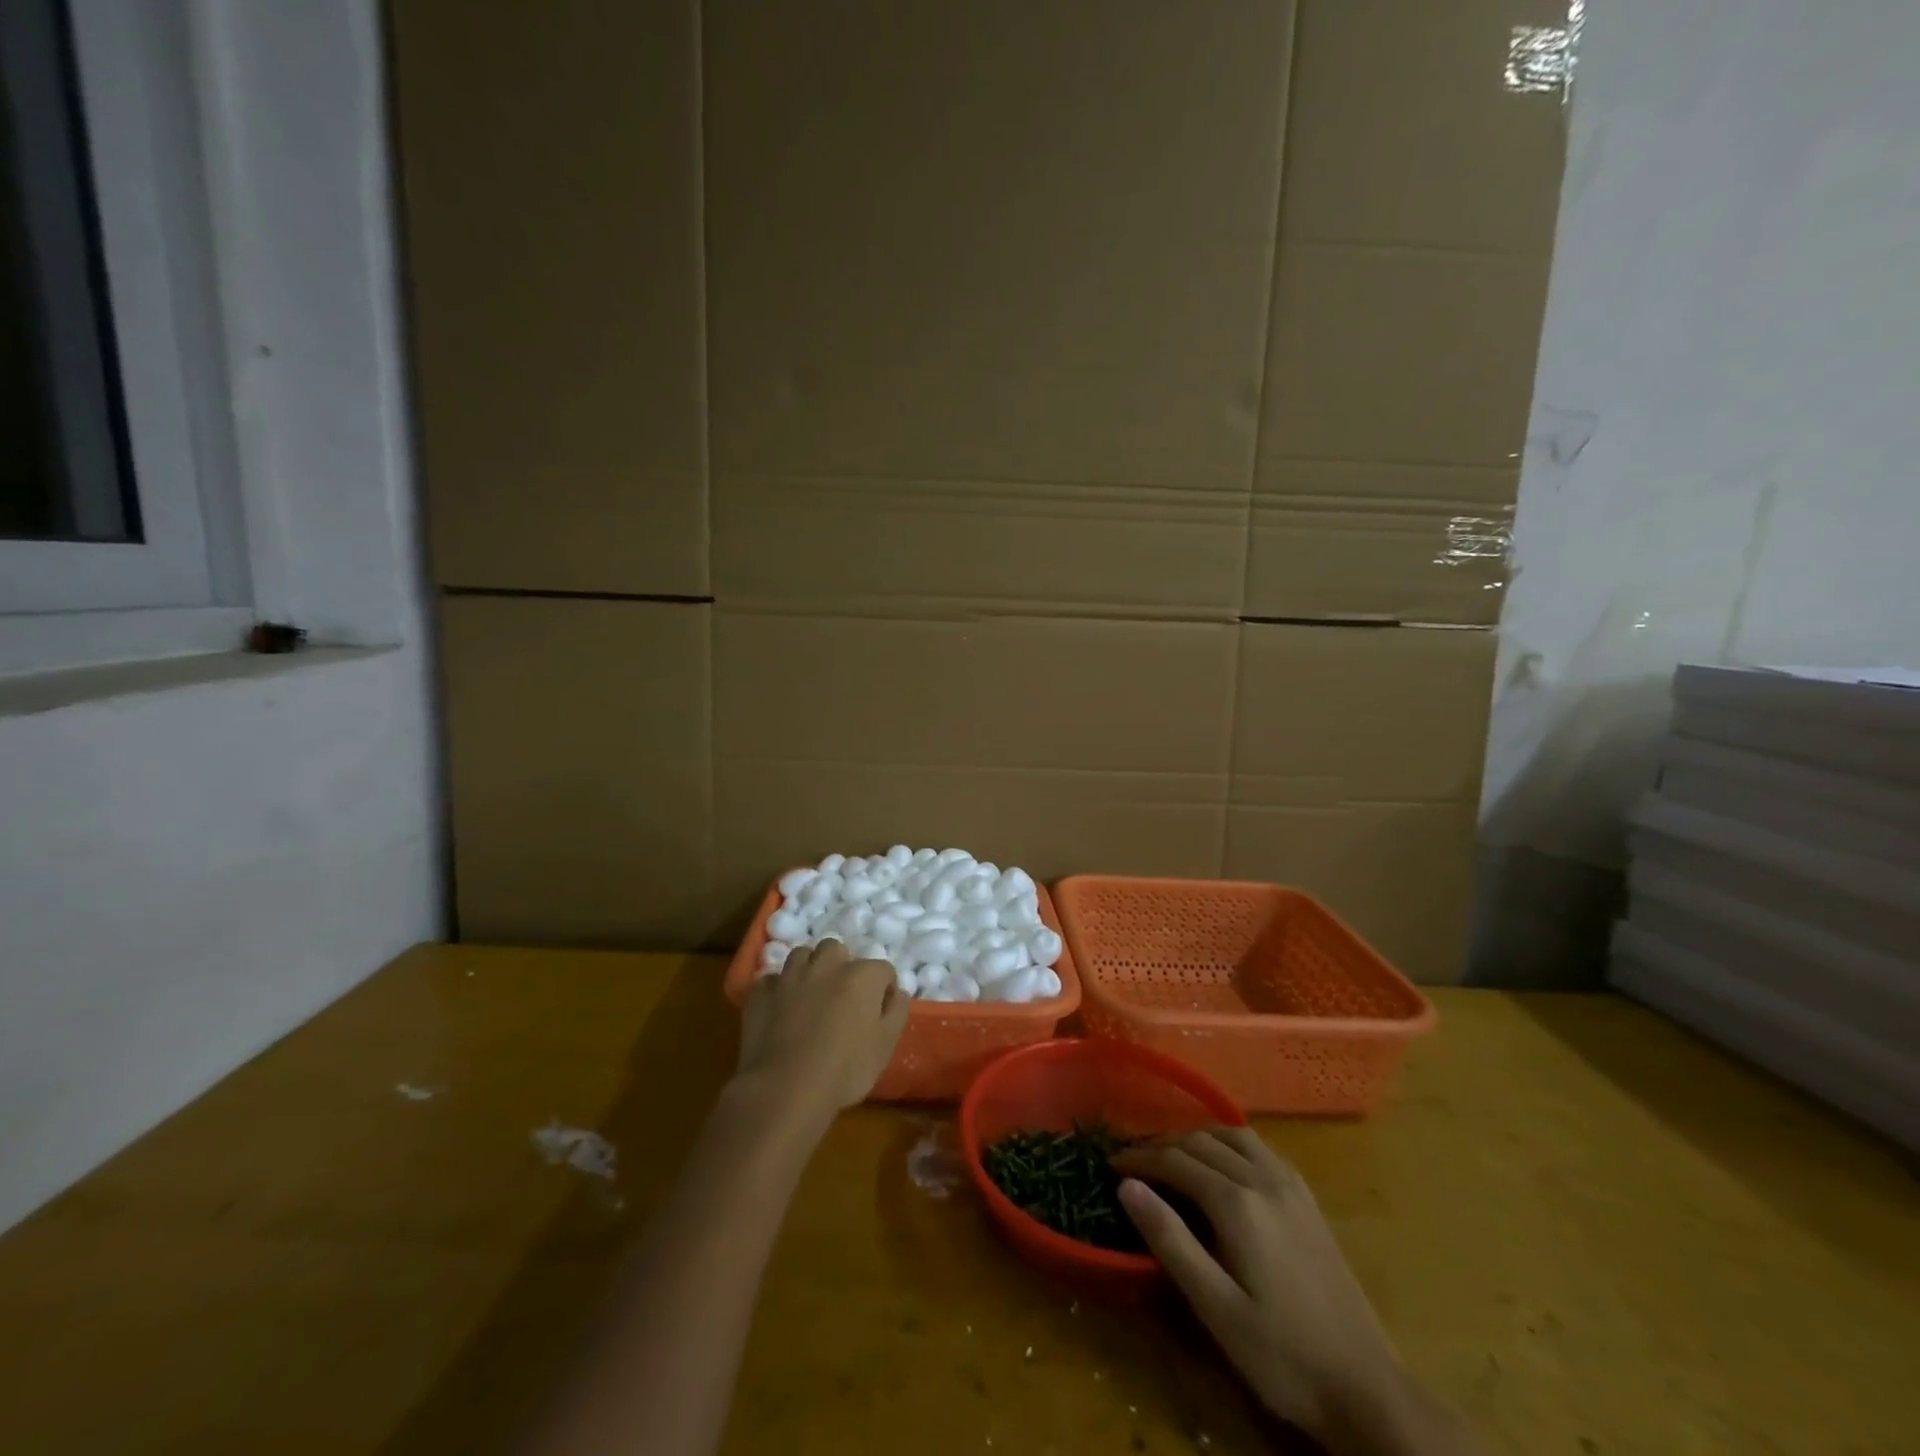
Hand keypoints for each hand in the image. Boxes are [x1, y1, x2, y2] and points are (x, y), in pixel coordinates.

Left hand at [737, 940, 909, 1122]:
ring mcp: (790, 975)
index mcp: (861, 975)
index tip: (879, 1012)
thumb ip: (896, 1013)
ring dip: (809, 969)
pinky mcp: (761, 992)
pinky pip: (772, 980)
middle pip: (837, 950)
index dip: (884, 989)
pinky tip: (780, 1009)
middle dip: (841, 966)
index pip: (883, 969)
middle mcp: (826, 965)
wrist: (784, 1088)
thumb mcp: (885, 1047)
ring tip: (810, 995)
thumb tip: (897, 993)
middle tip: (842, 997)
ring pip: (802, 955)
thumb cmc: (844, 1070)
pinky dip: (779, 989)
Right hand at [1113, 1129, 1404, 1447]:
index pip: (1175, 1160)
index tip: (1110, 1163)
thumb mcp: (1216, 1308)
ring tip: (1171, 1156)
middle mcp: (1263, 1179)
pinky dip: (1227, 1143)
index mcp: (1237, 1203)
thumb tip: (1126, 1186)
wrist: (1366, 1388)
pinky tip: (1221, 1164)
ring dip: (1195, 1137)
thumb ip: (1170, 1240)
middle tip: (1133, 1161)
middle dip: (1162, 1144)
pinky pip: (1258, 1148)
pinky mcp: (1307, 1198)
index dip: (1139, 1158)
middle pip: (1201, 1140)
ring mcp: (1290, 1185)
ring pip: (1232, 1135)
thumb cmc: (1282, 1355)